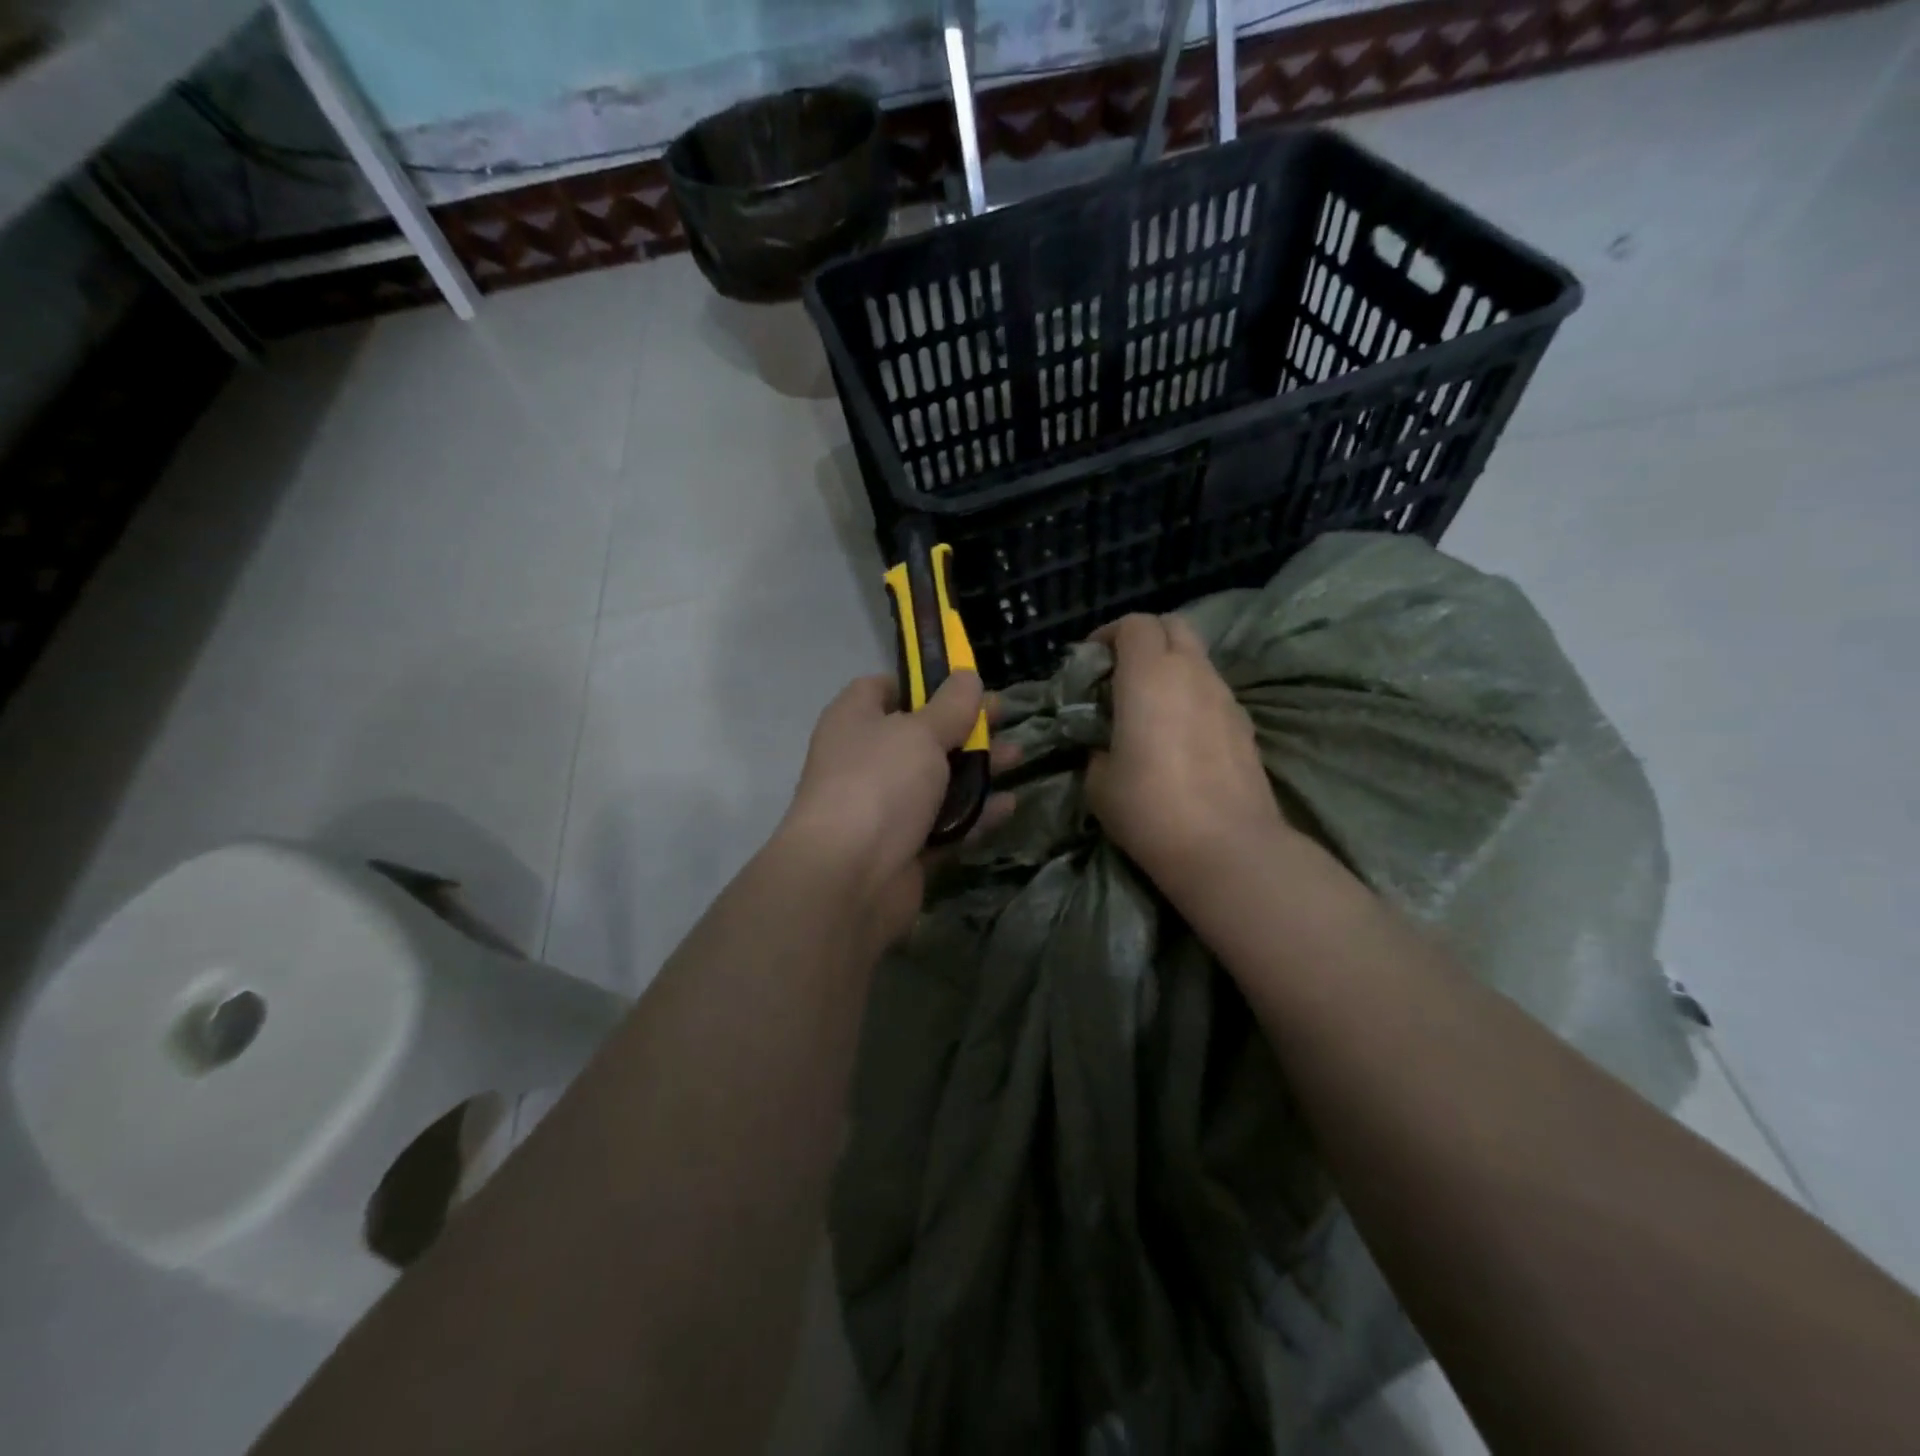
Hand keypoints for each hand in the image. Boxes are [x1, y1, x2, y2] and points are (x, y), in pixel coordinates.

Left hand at [779, 672, 1013, 946]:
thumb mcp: (921, 732)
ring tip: (1018, 757)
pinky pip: (945, 824)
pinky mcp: (904, 847)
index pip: (883, 689)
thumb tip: (967, 674)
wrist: (849, 877)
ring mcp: (884, 807)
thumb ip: (951, 705)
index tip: (962, 684)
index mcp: (855, 721)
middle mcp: (866, 760)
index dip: (921, 683)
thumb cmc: (880, 783)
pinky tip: (1009, 805)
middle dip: (964, 727)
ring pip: (937, 781)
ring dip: (977, 770)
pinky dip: (975, 815)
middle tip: (1006, 718)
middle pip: (920, 735)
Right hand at [1085, 614, 1288, 890]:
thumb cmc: (1149, 808)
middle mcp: (1191, 672)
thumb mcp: (1099, 780)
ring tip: (1150, 704)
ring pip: (1197, 658)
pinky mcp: (1245, 724)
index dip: (1108, 634)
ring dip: (1171, 667)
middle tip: (1121, 671)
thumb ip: (1097, 747)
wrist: (1226, 847)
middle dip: (1145, 638)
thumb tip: (1104, 744)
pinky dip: (1192, 695)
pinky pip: (1213, 691)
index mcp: (1149, 676)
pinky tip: (1181, 733)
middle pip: (1173, 625)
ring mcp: (1225, 696)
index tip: (1092, 659)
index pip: (1134, 624)